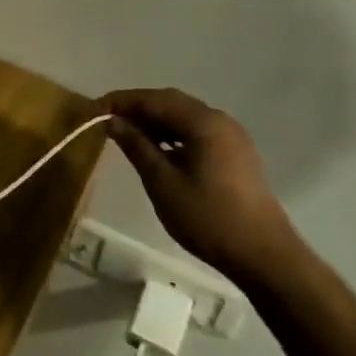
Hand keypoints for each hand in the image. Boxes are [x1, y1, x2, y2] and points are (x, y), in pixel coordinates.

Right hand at [97, 88, 295, 280]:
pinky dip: (172, 133)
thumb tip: (113, 121)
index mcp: (203, 122)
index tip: (93, 110)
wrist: (263, 255)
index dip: (121, 101)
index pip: (154, 99)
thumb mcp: (162, 182)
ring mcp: (231, 136)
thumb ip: (136, 145)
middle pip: (170, 102)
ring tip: (126, 134)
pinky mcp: (235, 153)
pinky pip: (196, 131)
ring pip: (184, 116)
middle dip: (137, 107)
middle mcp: (219, 120)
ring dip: (154, 120)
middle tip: (107, 119)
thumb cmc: (208, 217)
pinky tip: (156, 149)